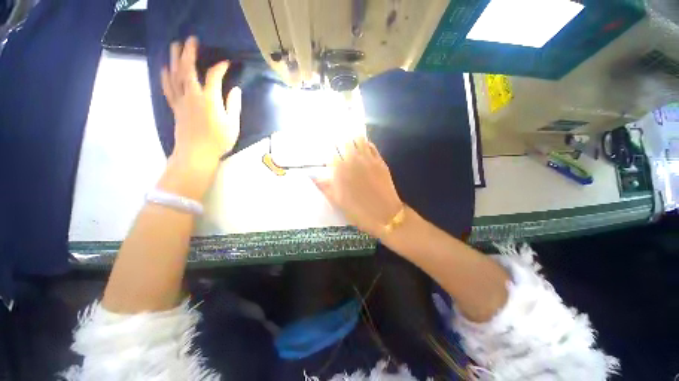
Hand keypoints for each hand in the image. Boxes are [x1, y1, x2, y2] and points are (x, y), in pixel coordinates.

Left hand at [161, 36, 241, 173]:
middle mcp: (193, 95)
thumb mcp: (233, 125)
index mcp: (210, 100)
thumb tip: (235, 89)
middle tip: (191, 39)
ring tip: (175, 45)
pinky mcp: (175, 107)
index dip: (220, 67)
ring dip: (174, 58)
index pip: (213, 76)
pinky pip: (167, 88)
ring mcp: (181, 100)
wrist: (196, 153)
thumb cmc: (219, 141)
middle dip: (189, 52)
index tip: (227, 63)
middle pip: (188, 69)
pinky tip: (164, 68)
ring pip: (175, 75)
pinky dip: (165, 76)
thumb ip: (234, 106)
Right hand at [314, 137, 402, 238]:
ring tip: (351, 144)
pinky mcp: (379, 161)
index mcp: (339, 170)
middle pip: (343, 142)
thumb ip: (324, 186)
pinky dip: (366, 144)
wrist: (384, 214)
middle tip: (339, 146)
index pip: (330, 153)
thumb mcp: (337, 201)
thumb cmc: (358, 211)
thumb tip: (312, 176)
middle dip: (340, 143)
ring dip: (353, 140)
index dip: (329, 153)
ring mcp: (367, 159)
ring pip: (358, 139)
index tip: (329, 155)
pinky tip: (363, 148)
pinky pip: (371, 146)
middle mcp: (352, 160)